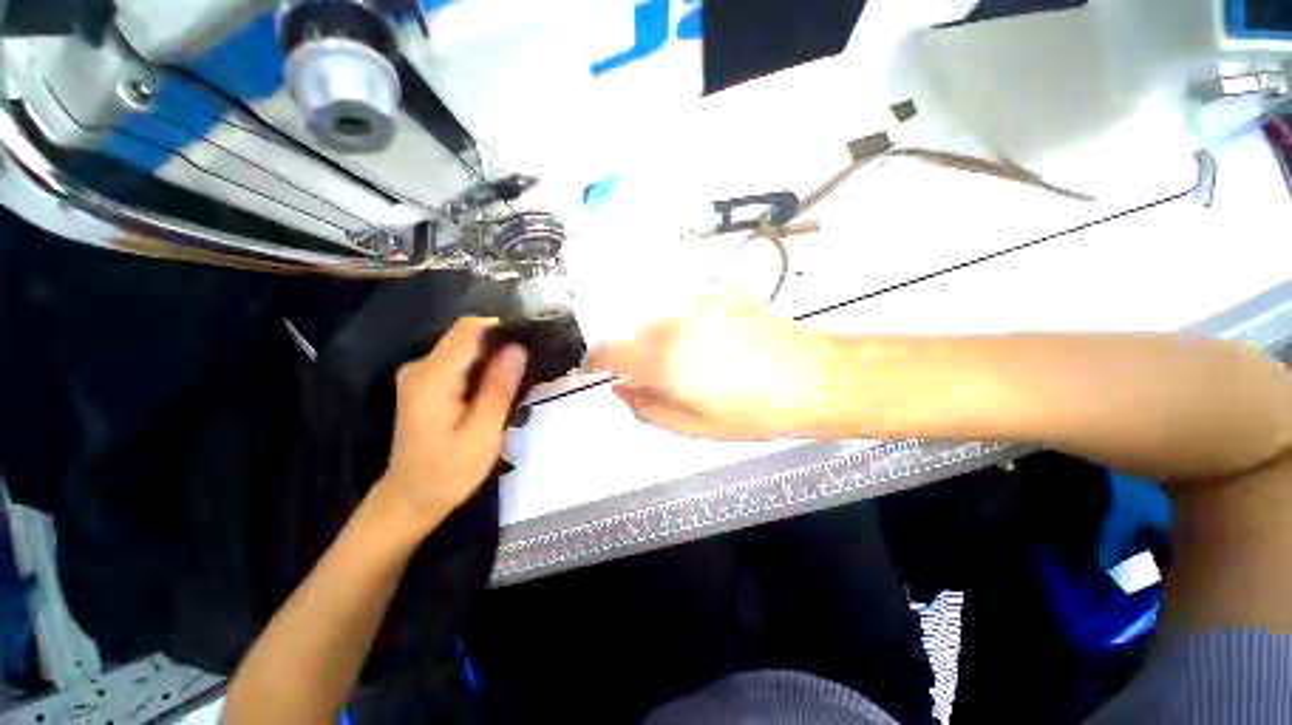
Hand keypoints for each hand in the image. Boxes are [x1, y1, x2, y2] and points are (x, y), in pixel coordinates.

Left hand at [379, 318, 526, 531]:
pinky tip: (496, 390)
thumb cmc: (448, 473)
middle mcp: (421, 367)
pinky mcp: (426, 382)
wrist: (411, 498)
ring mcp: (421, 374)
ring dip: (495, 359)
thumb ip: (498, 388)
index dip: (502, 330)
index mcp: (432, 378)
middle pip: (468, 336)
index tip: (529, 346)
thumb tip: (517, 348)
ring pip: (467, 348)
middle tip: (528, 371)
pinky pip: (460, 362)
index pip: (469, 330)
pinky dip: (483, 369)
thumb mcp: (482, 434)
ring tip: (517, 382)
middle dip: (502, 346)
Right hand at [590, 295, 831, 439]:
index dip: (599, 359)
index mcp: (663, 361)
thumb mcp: (693, 426)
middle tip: (655, 373)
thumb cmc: (753, 411)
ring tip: (688, 359)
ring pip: (656, 316)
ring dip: (658, 336)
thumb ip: (647, 408)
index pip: (609, 349)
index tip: (601, 367)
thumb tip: (621, 390)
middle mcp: (674, 325)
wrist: (811, 378)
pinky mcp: (718, 295)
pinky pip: (683, 308)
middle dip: (634, 351)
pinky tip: (709, 341)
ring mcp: (697, 305)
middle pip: (631, 330)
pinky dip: (682, 323)